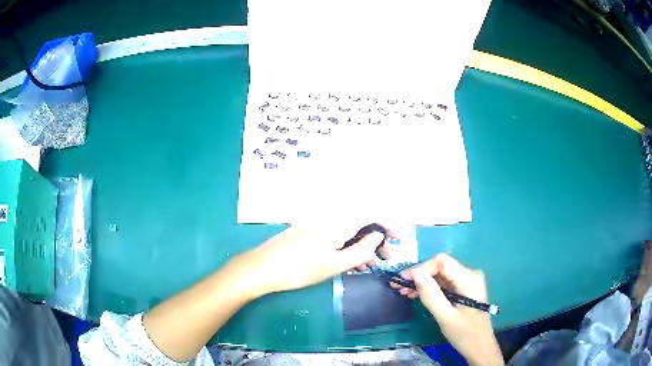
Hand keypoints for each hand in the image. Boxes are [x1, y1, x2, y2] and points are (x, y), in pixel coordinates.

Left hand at [226, 225, 391, 299]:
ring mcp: (318, 222)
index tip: (398, 239)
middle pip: (361, 221)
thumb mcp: (335, 264)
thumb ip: (361, 249)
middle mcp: (330, 216)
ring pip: (348, 229)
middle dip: (376, 238)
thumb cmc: (300, 269)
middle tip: (385, 258)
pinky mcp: (309, 230)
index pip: (371, 214)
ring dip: (362, 244)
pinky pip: (336, 233)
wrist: (262, 267)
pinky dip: (347, 245)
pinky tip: (351, 262)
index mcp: (339, 222)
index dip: (388, 224)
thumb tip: (378, 235)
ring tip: (370, 265)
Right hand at [392, 254, 503, 365]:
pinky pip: (445, 283)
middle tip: (398, 286)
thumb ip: (431, 295)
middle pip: (441, 267)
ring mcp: (468, 281)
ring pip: (441, 275)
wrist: (480, 346)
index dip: (421, 268)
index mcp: (469, 278)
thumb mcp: (445, 317)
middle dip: (419, 275)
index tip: (403, 279)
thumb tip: (416, 275)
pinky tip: (416, 295)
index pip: (442, 262)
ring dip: (422, 282)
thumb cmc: (465, 333)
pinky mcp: (464, 289)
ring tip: (403, 291)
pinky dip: (430, 288)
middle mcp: (470, 274)